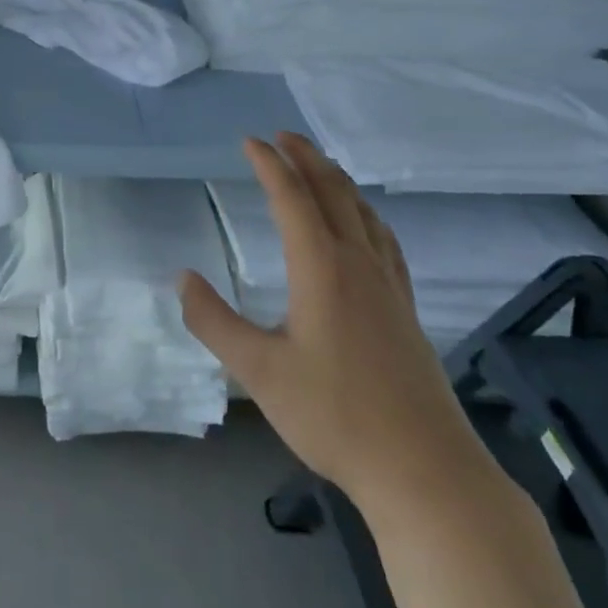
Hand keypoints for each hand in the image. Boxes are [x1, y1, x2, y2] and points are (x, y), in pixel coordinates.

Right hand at [180, 133, 490, 514]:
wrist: (425, 471)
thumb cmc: (335, 417)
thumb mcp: (258, 371)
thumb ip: (214, 322)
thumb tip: (182, 279)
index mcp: (322, 268)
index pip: (292, 198)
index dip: (269, 165)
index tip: (249, 141)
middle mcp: (359, 264)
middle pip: (333, 193)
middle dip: (306, 158)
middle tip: (282, 136)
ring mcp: (389, 287)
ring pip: (364, 213)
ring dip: (338, 181)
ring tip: (319, 168)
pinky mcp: (406, 310)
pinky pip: (385, 241)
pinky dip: (366, 215)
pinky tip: (365, 227)